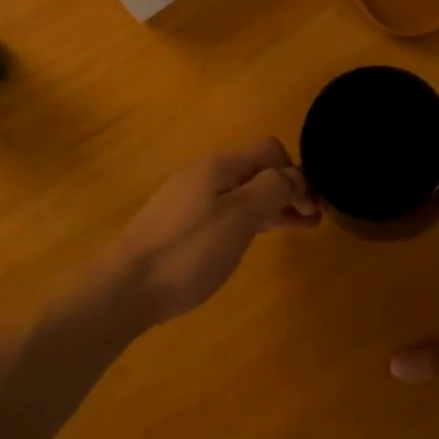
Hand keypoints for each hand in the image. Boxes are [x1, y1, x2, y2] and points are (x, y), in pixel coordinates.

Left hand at [112, 139, 320, 324]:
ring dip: (272, 205)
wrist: (126, 287)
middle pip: (257, 171)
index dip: (296, 173)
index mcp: (220, 166)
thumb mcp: (239, 217)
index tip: (310, 207)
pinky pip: (227, 210)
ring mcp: (191, 199)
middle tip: (312, 220)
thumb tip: (295, 176)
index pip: (270, 151)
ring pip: (243, 192)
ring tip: (297, 228)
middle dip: (287, 190)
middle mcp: (205, 174)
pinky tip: (257, 236)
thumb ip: (271, 189)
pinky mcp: (182, 224)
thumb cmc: (188, 251)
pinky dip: (251, 218)